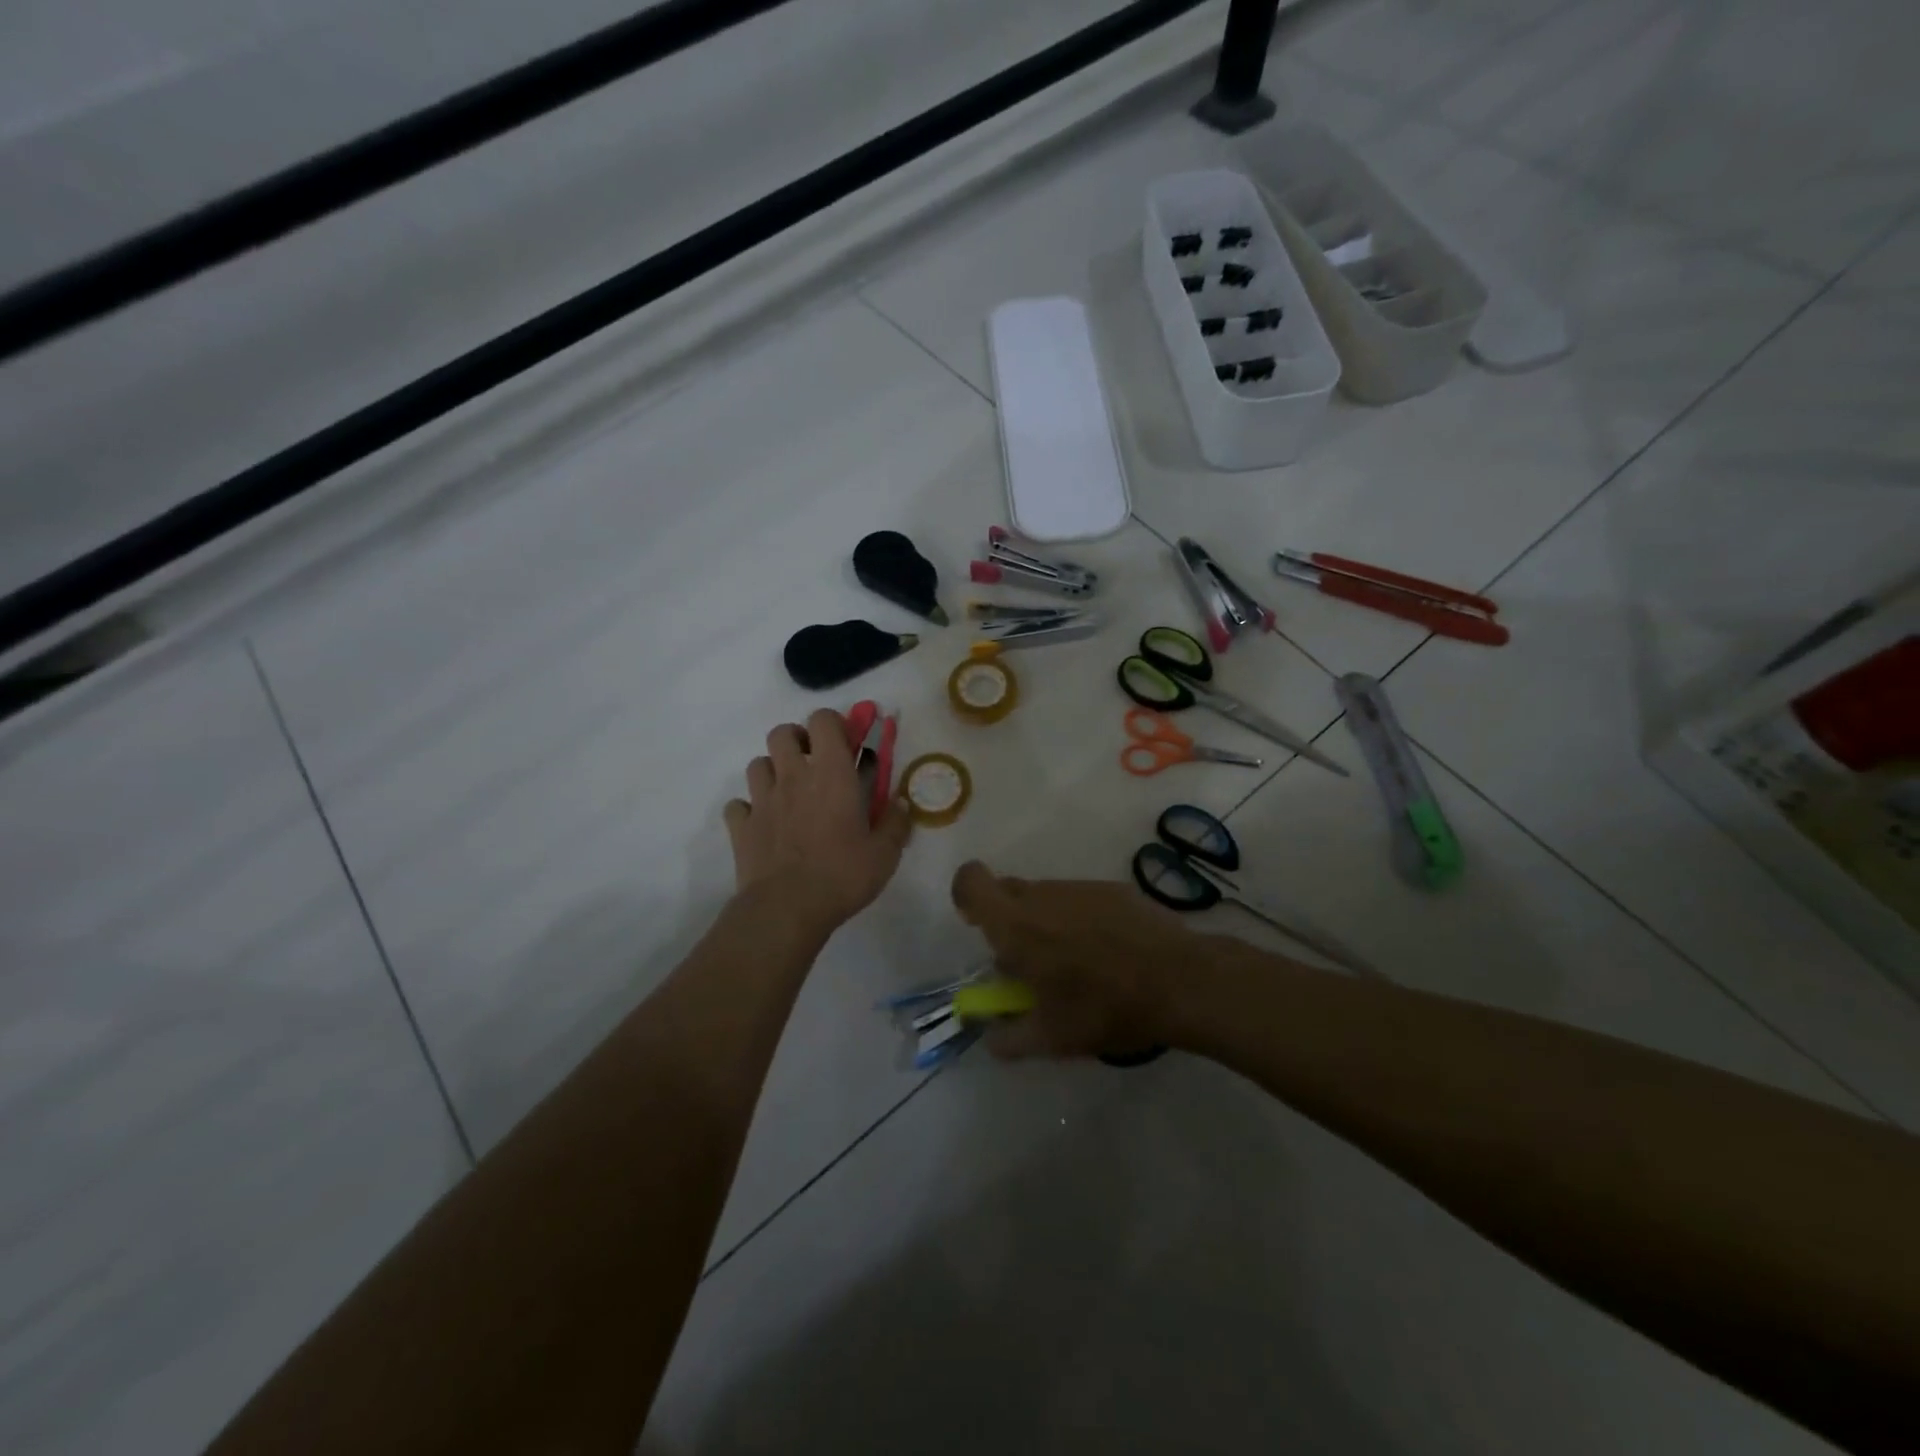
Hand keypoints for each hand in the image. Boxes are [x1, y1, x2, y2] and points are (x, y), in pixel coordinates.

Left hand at [725, 709, 910, 935]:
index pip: (823, 720)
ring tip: (788, 793)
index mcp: (831, 774)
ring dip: (772, 771)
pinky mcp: (741, 826)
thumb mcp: (885, 854)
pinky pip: (738, 805)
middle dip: (797, 740)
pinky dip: (749, 809)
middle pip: (782, 733)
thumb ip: (896, 824)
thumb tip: (902, 804)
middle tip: (813, 764)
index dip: (833, 723)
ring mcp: (762, 800)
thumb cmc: (842, 874)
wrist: (786, 908)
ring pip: (757, 764)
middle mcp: (793, 776)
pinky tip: (763, 824)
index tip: (846, 743)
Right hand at [950, 861, 1202, 1059]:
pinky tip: (1109, 952)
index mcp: (1016, 925)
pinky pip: (1081, 898)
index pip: (971, 881)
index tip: (977, 924)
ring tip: (1075, 963)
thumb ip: (1009, 1038)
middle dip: (1007, 919)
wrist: (1180, 981)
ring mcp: (1081, 887)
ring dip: (1046, 921)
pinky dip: (1081, 919)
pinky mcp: (1115, 888)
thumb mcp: (1051, 1038)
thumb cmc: (1104, 1008)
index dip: (966, 894)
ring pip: (1046, 896)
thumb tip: (990, 1037)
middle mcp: (1043, 896)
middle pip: (1008, 890)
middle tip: (1027, 960)